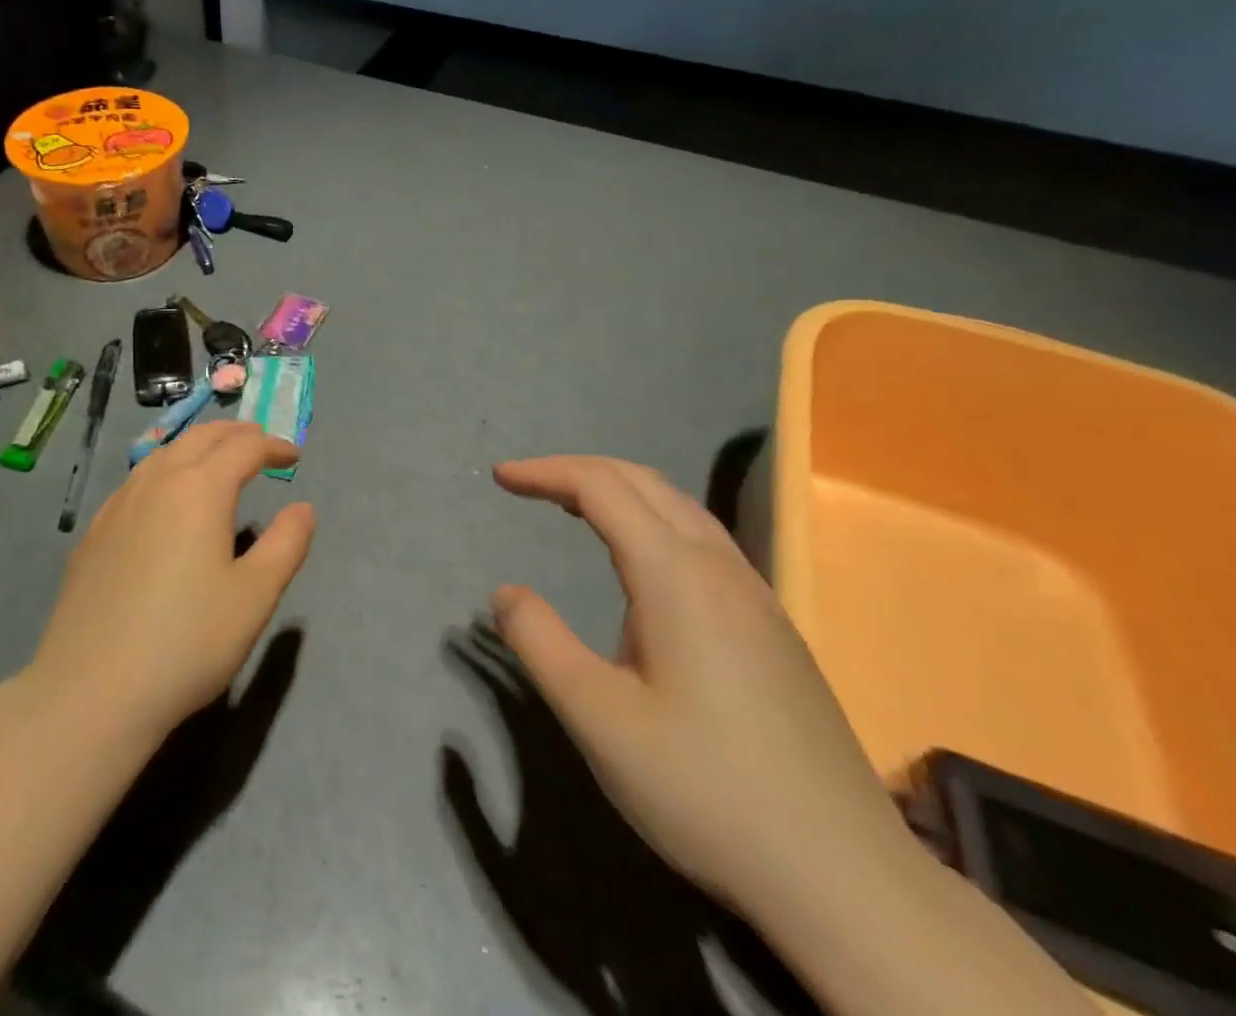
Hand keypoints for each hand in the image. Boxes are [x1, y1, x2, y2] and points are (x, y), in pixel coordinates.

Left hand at [29, 422, 315, 744]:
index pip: (243, 448)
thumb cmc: (188, 641)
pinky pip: (137, 481)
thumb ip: (286, 544)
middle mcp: (157, 482)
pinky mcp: (94, 532)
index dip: (272, 445)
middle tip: (258, 442)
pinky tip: (163, 499)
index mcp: (199, 489)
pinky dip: (164, 471)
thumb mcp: (254, 596)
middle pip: (199, 438)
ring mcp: (119, 505)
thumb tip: (303, 508)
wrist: (93, 689)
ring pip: (163, 454)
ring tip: (215, 460)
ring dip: (196, 447)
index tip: (293, 454)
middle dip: (234, 434)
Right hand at [489, 456, 910, 917]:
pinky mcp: (772, 626)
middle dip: (578, 469)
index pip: (600, 487)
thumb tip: (507, 593)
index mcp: (675, 575)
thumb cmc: (706, 789)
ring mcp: (755, 595)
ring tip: (573, 506)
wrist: (846, 876)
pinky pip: (702, 538)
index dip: (546, 472)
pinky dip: (652, 518)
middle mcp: (719, 567)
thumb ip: (540, 643)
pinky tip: (641, 561)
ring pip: (679, 506)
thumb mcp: (598, 718)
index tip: (500, 476)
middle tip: (528, 482)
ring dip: (619, 490)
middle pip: (642, 482)